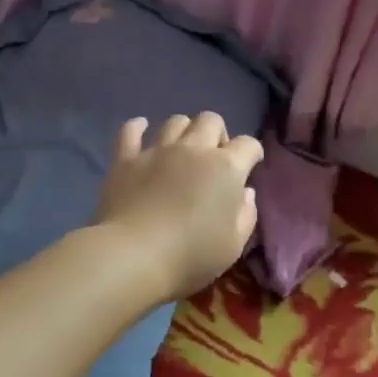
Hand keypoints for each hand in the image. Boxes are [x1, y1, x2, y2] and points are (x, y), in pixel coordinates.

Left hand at [92, 114, 263, 301]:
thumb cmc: (191, 256)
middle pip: (210, 120)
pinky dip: (137, 127)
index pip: (248, 144)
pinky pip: (130, 130)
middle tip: (214, 158)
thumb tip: (245, 193)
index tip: (250, 166)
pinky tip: (141, 130)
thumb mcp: (233, 245)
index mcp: (225, 168)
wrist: (133, 256)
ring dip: (184, 130)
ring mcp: (157, 150)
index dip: (252, 153)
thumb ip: (245, 215)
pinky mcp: (125, 159)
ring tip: (181, 150)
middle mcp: (193, 149)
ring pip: (175, 121)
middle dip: (217, 133)